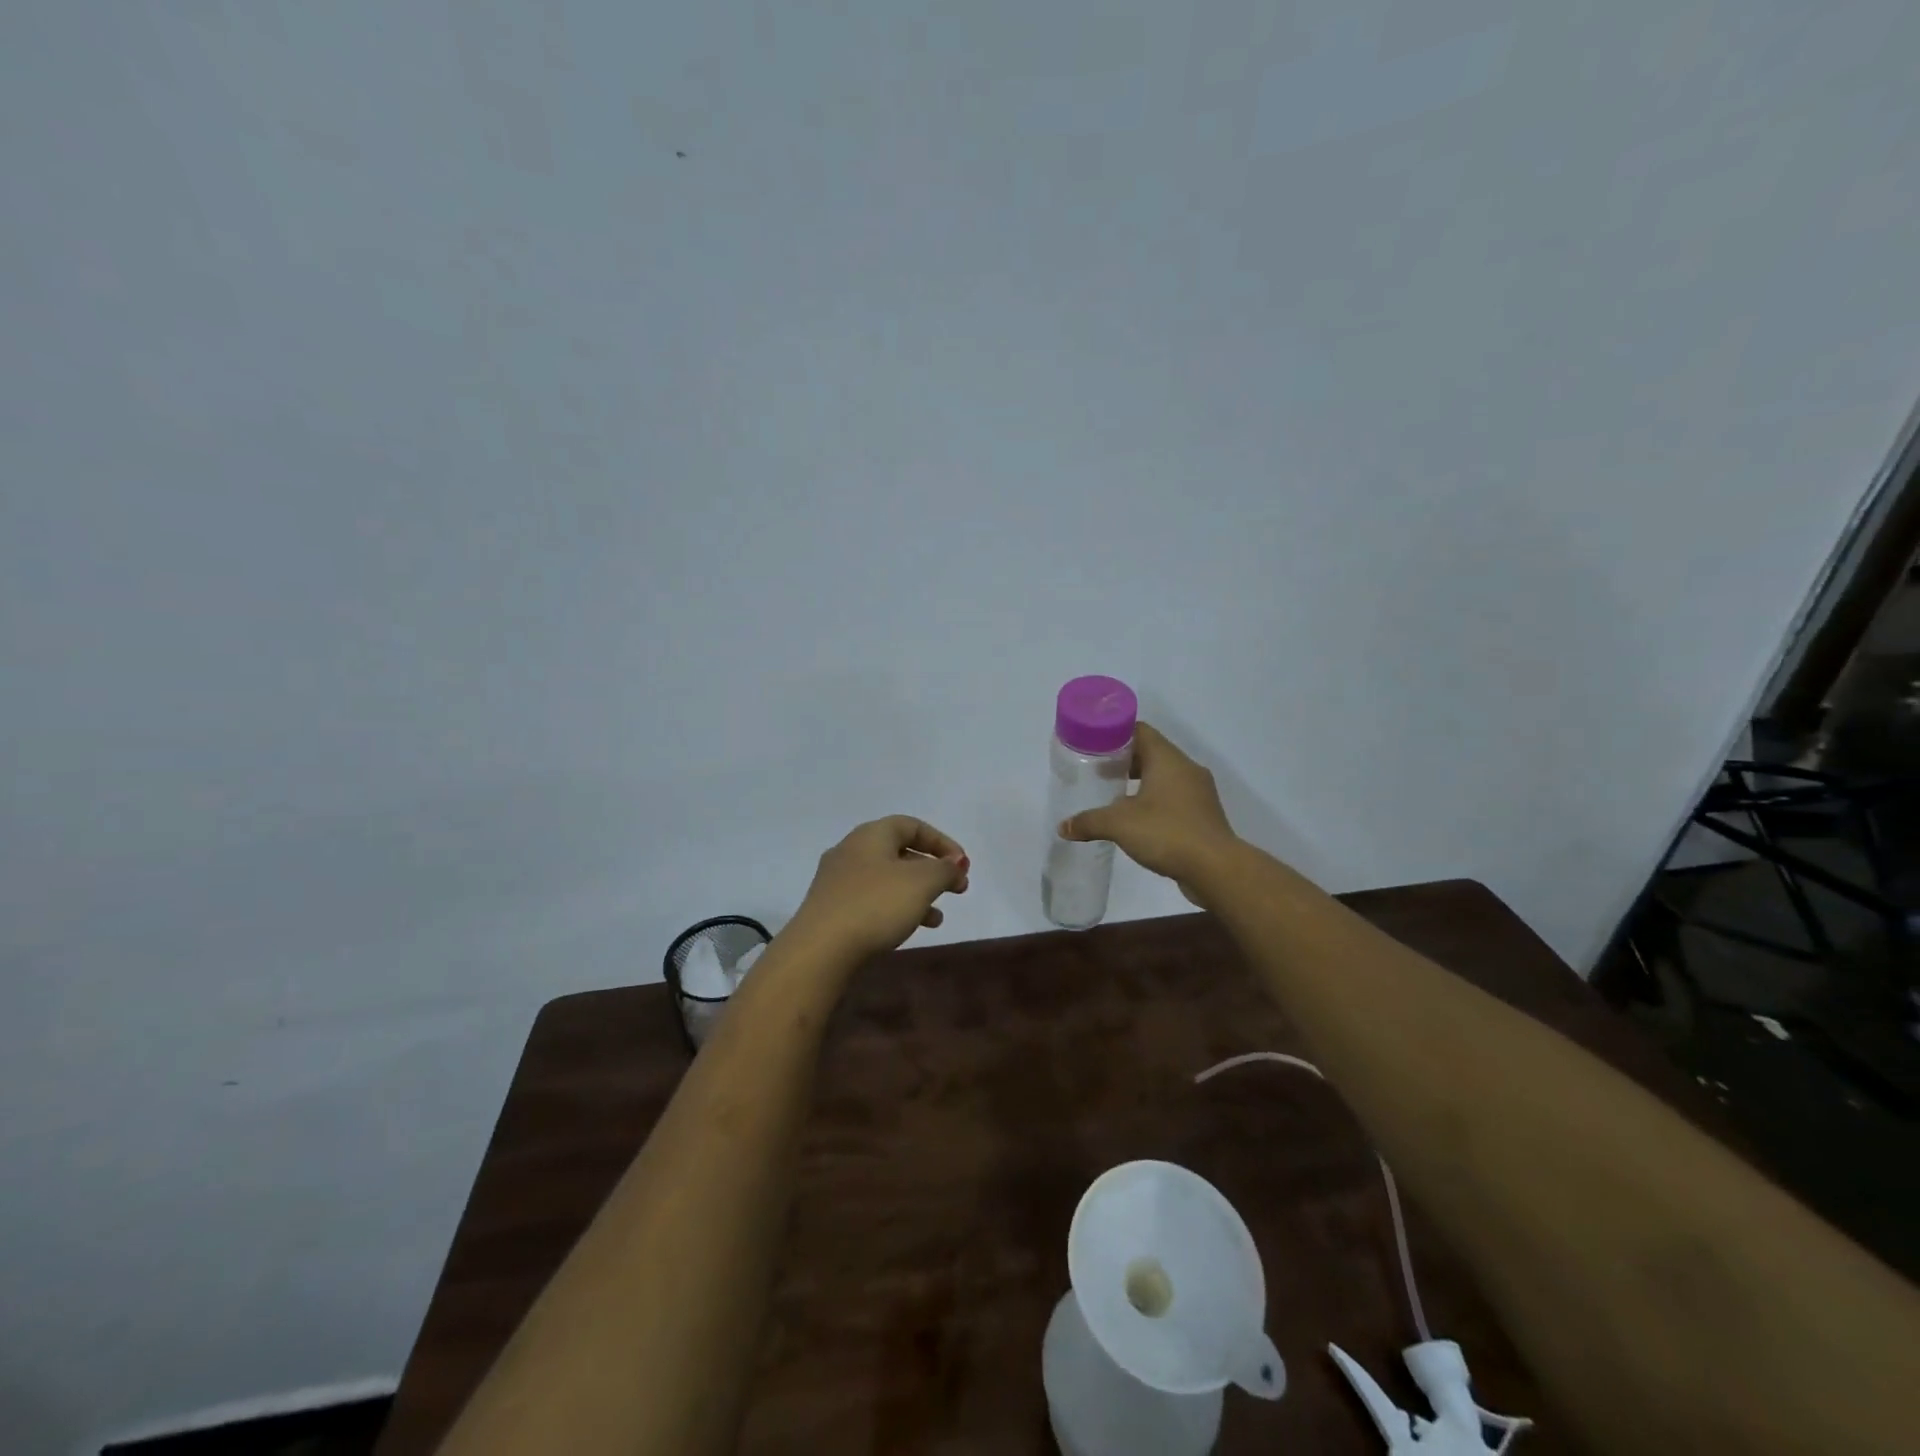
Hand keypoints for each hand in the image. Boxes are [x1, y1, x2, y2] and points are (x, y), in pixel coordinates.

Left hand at [788, 816, 969, 962]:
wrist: (820, 950)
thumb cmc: (875, 905)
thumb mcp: (922, 883)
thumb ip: (945, 869)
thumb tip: (955, 864)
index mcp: (871, 835)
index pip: (912, 825)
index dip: (941, 842)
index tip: (963, 865)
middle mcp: (851, 851)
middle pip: (899, 852)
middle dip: (932, 870)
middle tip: (957, 889)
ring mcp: (837, 881)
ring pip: (887, 880)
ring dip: (917, 894)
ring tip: (938, 918)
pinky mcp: (832, 909)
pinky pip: (872, 900)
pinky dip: (895, 909)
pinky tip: (909, 929)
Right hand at [1059, 722, 1238, 886]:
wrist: (1216, 869)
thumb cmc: (1167, 833)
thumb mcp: (1119, 825)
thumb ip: (1089, 821)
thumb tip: (1063, 827)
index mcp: (1168, 759)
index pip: (1140, 730)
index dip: (1115, 734)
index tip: (1093, 744)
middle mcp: (1186, 769)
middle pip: (1151, 752)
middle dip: (1124, 760)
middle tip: (1097, 770)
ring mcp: (1198, 792)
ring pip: (1164, 776)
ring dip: (1139, 782)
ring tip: (1113, 794)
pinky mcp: (1203, 815)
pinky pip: (1174, 797)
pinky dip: (1154, 801)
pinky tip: (1136, 819)